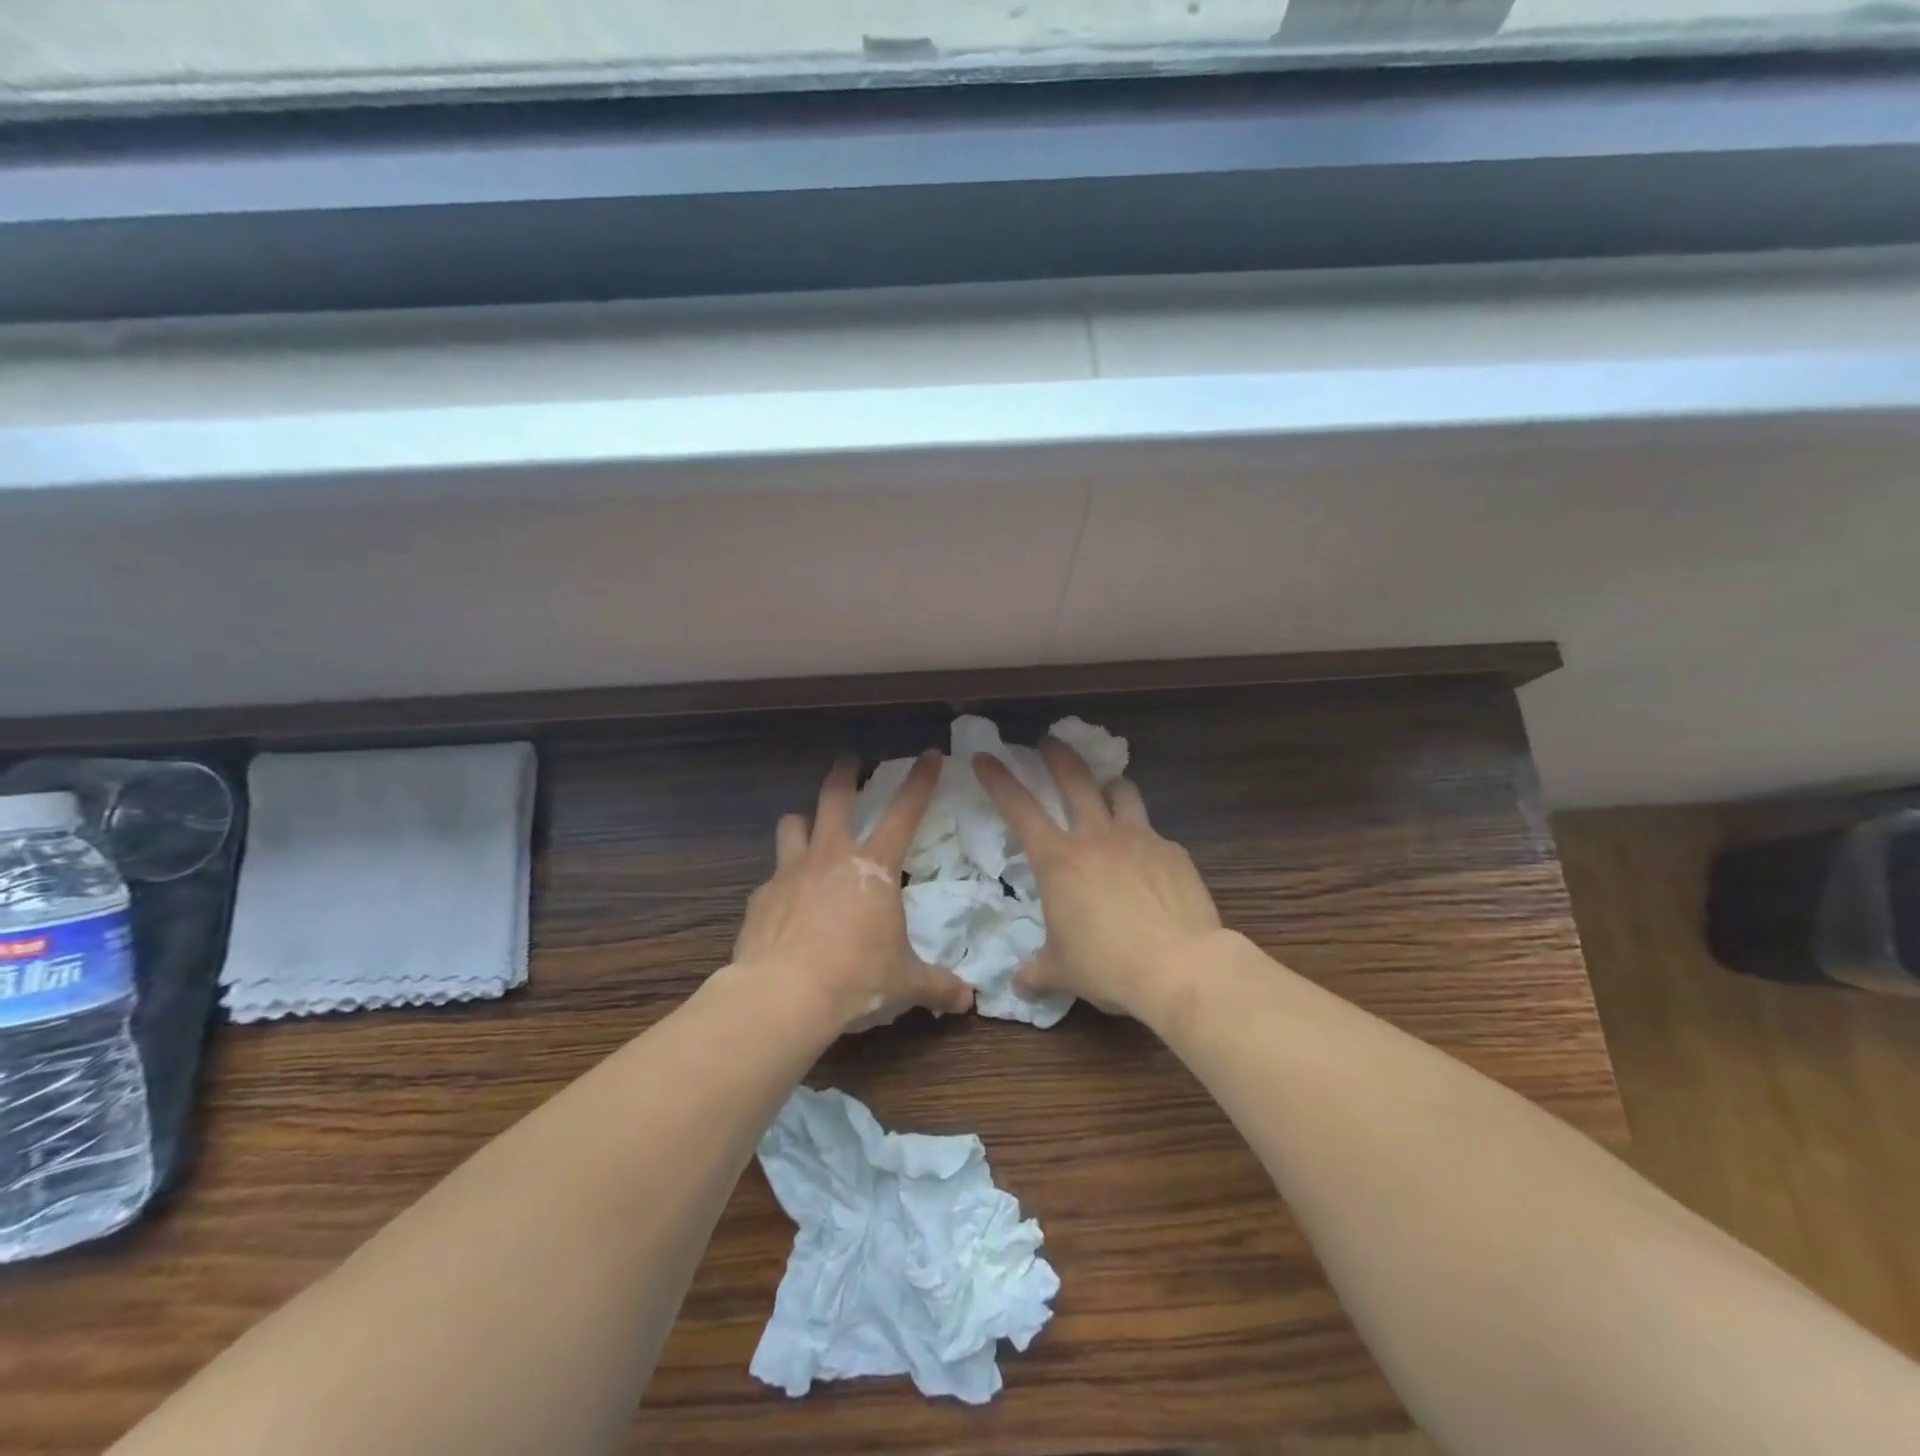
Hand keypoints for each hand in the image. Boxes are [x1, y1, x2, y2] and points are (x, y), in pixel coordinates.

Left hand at [733, 752, 974, 1033]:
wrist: (784, 996)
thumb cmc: (856, 978)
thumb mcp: (905, 983)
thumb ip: (937, 986)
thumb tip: (968, 1001)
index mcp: (874, 867)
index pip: (905, 811)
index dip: (921, 780)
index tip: (929, 754)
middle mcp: (831, 856)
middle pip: (835, 797)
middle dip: (845, 773)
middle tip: (849, 761)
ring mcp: (791, 872)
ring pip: (792, 825)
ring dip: (802, 823)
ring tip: (806, 828)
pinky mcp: (761, 897)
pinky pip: (772, 877)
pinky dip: (781, 882)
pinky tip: (784, 904)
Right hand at [974, 739, 1221, 1019]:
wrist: (1180, 967)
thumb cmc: (1108, 966)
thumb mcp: (1061, 972)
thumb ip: (1036, 972)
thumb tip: (1018, 984)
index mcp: (1059, 860)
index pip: (1019, 808)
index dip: (998, 779)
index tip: (985, 757)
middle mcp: (1096, 837)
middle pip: (1075, 779)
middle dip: (1058, 755)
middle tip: (1050, 741)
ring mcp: (1139, 839)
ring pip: (1122, 791)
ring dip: (1109, 784)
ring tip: (1107, 787)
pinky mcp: (1173, 852)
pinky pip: (1153, 833)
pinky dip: (1143, 837)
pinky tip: (1147, 859)